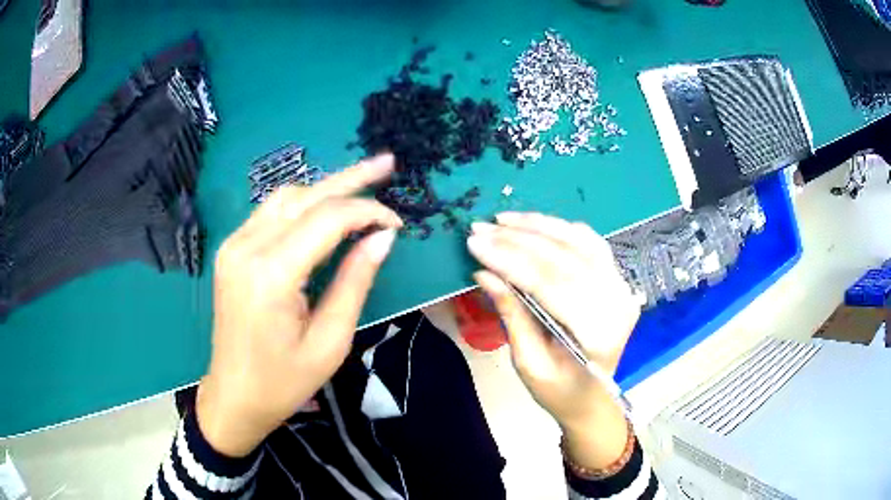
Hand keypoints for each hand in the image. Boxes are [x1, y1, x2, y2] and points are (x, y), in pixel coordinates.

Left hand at [196, 154, 402, 457]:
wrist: (234, 394)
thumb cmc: (284, 381)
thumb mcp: (330, 341)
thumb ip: (355, 282)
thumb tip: (382, 237)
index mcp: (271, 275)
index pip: (327, 219)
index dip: (367, 212)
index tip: (397, 224)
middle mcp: (246, 248)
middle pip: (305, 196)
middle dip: (350, 178)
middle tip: (386, 163)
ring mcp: (233, 245)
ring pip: (285, 197)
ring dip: (325, 189)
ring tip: (361, 186)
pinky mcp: (231, 250)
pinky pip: (270, 213)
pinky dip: (302, 205)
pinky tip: (325, 210)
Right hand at [467, 212, 640, 468]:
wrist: (592, 399)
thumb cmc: (559, 391)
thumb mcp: (528, 362)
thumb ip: (511, 314)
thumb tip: (484, 273)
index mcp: (596, 334)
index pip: (549, 284)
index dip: (509, 260)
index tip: (475, 244)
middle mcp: (616, 303)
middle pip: (563, 259)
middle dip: (517, 240)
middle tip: (480, 229)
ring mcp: (621, 287)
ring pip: (578, 242)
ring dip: (538, 226)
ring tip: (502, 220)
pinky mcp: (617, 279)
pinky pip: (590, 242)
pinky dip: (561, 229)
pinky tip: (535, 224)